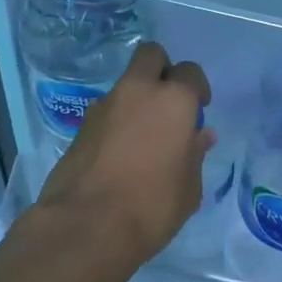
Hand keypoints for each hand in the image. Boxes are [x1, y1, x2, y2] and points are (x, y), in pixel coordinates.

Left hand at [34, 42, 212, 265]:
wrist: (87, 225)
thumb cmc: (152, 206)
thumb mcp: (189, 187)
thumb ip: (195, 154)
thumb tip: (200, 135)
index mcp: (173, 100)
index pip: (190, 73)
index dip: (197, 89)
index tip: (198, 111)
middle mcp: (138, 91)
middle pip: (150, 55)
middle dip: (162, 70)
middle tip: (168, 103)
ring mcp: (104, 105)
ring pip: (126, 83)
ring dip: (137, 98)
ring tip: (143, 137)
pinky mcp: (81, 125)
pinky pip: (107, 110)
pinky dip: (116, 121)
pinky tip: (120, 153)